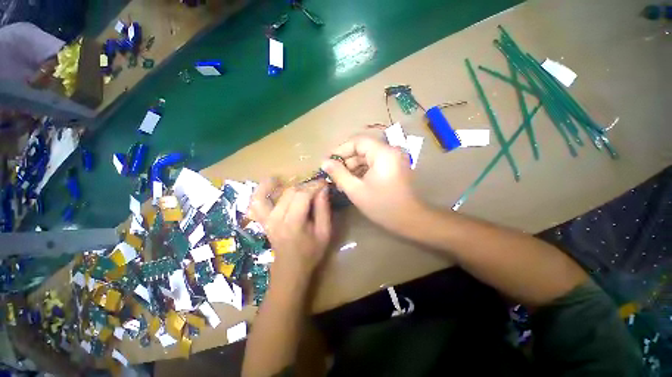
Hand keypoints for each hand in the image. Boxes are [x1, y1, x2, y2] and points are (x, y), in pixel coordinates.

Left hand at [248, 179, 331, 281]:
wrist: (290, 269)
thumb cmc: (311, 253)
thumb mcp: (324, 233)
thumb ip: (324, 210)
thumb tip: (323, 189)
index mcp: (293, 224)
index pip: (303, 196)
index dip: (314, 186)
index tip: (324, 183)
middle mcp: (276, 219)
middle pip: (290, 192)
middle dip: (305, 186)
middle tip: (316, 187)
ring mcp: (266, 219)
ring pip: (272, 193)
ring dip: (281, 184)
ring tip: (292, 180)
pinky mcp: (262, 220)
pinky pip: (256, 202)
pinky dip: (261, 190)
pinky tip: (270, 183)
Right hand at [321, 136, 422, 232]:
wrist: (410, 220)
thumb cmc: (382, 206)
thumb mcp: (356, 190)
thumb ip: (339, 174)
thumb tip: (324, 162)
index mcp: (383, 153)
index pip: (357, 141)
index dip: (340, 150)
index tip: (327, 161)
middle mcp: (390, 151)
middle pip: (362, 149)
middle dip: (346, 161)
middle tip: (332, 174)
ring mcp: (393, 159)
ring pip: (367, 157)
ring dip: (353, 167)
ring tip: (340, 181)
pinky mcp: (393, 167)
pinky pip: (373, 163)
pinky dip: (362, 171)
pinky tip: (352, 182)